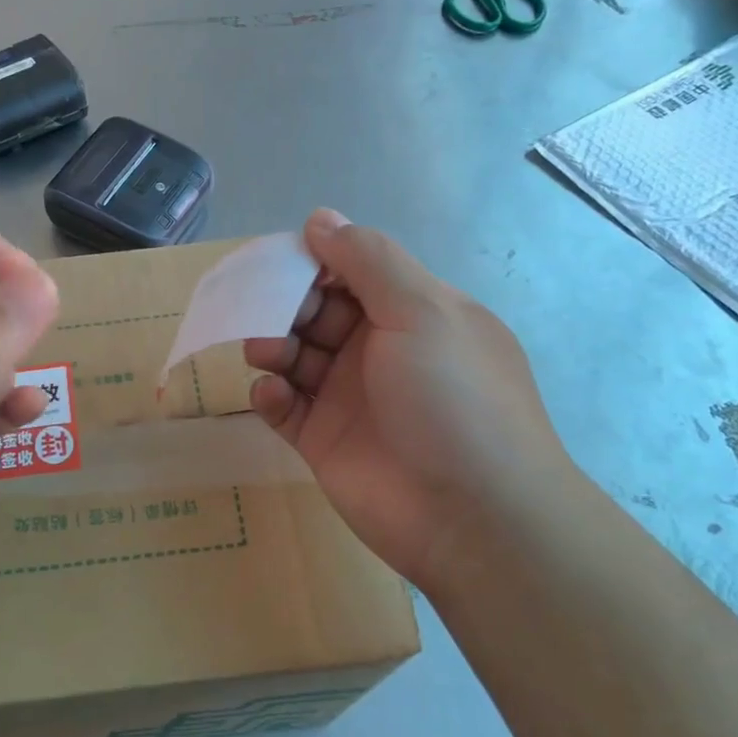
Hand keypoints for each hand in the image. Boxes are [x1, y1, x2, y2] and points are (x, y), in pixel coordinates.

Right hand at [244, 209, 572, 584]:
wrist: (473, 519)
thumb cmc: (453, 400)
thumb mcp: (422, 311)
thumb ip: (368, 260)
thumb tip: (320, 217)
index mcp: (414, 313)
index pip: (355, 271)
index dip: (317, 261)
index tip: (280, 261)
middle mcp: (380, 350)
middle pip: (317, 311)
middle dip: (287, 305)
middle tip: (265, 311)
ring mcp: (350, 397)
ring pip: (295, 355)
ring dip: (273, 346)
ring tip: (265, 354)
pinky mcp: (322, 439)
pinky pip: (284, 406)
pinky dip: (271, 394)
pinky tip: (274, 395)